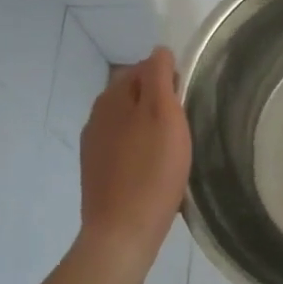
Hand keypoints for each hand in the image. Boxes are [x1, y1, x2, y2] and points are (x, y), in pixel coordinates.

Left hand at [78, 48, 192, 259]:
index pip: (144, 68)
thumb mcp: (164, 114)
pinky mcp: (97, 172)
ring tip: (174, 148)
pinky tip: (156, 169)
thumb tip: (159, 51)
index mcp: (112, 97)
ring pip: (129, 122)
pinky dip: (141, 150)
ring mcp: (94, 146)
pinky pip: (124, 148)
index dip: (170, 78)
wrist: (122, 232)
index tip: (188, 101)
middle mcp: (97, 116)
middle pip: (135, 95)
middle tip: (186, 125)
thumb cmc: (152, 170)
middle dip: (159, 102)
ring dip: (150, 127)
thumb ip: (160, 77)